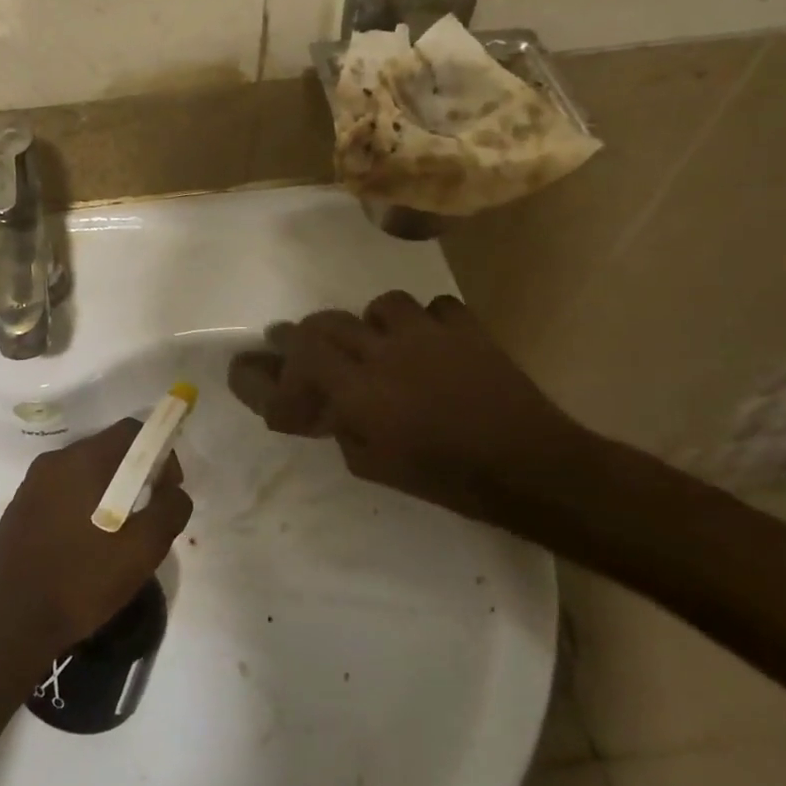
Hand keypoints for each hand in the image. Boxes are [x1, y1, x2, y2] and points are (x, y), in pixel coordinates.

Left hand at [0, 419, 191, 672]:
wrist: (10, 626)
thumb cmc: (81, 581)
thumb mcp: (142, 550)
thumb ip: (169, 510)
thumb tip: (175, 491)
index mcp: (83, 460)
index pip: (131, 431)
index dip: (160, 451)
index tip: (168, 488)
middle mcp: (53, 461)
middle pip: (107, 449)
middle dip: (135, 473)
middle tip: (149, 513)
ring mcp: (31, 484)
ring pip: (83, 472)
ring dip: (108, 490)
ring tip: (119, 534)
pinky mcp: (18, 508)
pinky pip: (61, 492)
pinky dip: (82, 505)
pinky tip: (86, 544)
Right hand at [226, 292, 596, 520]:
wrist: (527, 466)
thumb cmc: (445, 478)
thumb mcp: (375, 468)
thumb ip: (342, 429)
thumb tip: (329, 407)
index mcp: (359, 391)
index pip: (299, 363)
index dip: (272, 371)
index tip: (257, 378)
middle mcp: (383, 352)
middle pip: (326, 325)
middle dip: (305, 336)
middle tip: (298, 348)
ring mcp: (426, 334)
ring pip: (379, 306)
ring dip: (368, 324)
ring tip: (374, 341)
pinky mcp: (464, 329)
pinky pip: (435, 308)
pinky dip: (426, 322)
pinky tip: (429, 341)